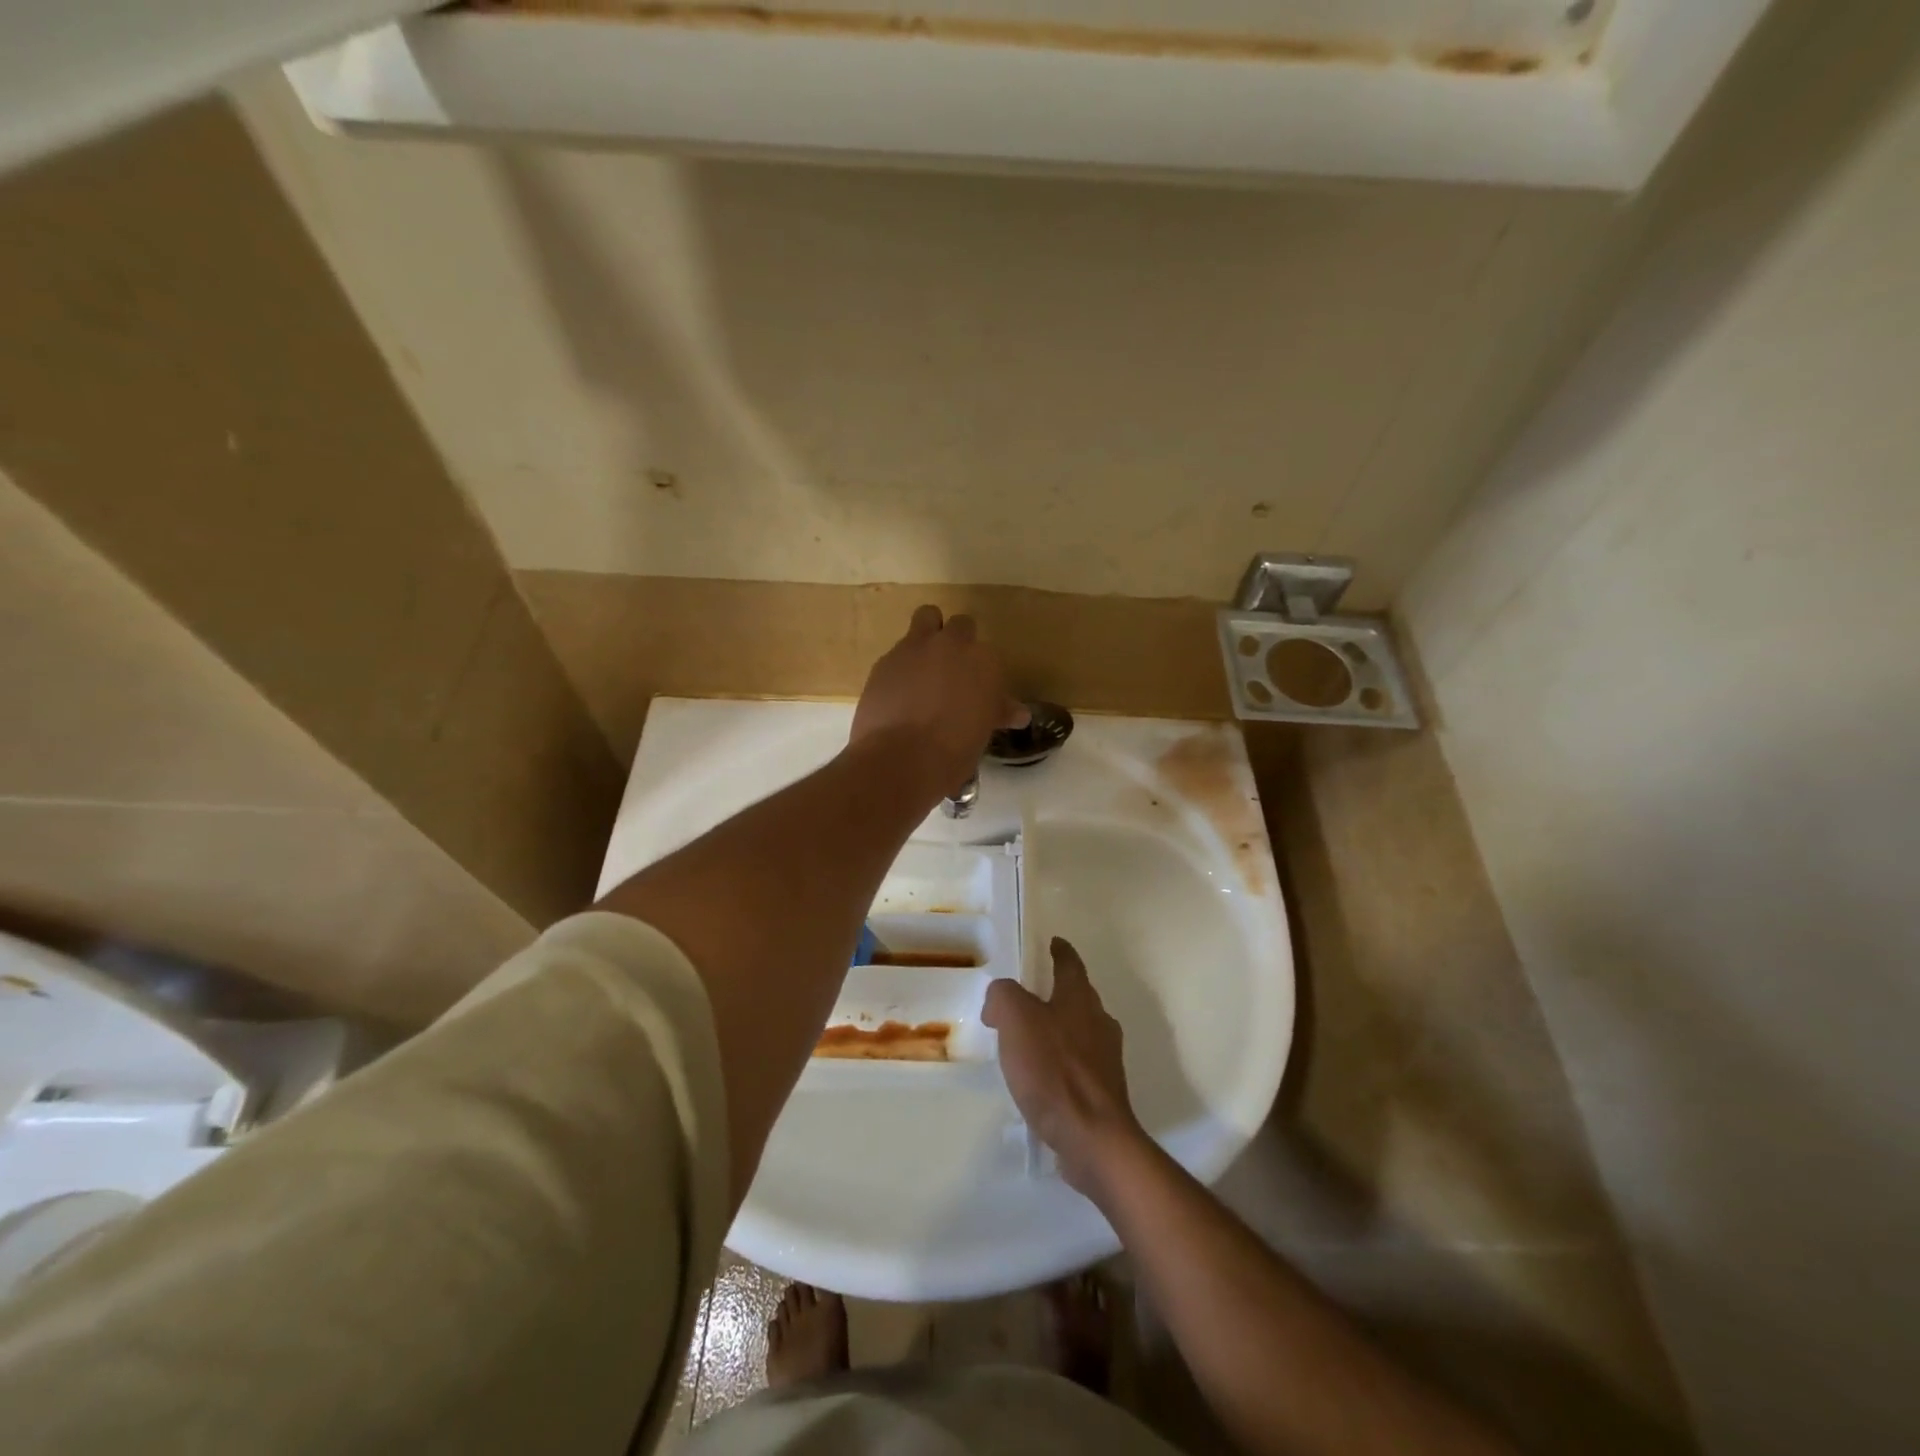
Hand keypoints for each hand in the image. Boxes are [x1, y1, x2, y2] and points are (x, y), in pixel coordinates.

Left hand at [850, 605, 1026, 796]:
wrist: (901, 759)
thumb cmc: (954, 752)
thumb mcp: (983, 732)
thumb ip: (998, 712)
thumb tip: (1019, 713)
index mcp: (985, 662)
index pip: (988, 655)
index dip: (981, 672)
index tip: (977, 690)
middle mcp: (953, 645)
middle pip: (961, 625)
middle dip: (958, 640)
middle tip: (952, 670)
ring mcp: (916, 647)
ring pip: (926, 617)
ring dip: (928, 633)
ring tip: (924, 666)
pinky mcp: (885, 659)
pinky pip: (898, 651)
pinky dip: (902, 666)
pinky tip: (898, 692)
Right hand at [983, 937, 1145, 1199]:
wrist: (1093, 1138)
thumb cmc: (1054, 1071)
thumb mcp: (1016, 1019)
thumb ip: (1003, 997)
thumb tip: (999, 1002)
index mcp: (1080, 998)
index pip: (1070, 963)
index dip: (1060, 951)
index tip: (1052, 943)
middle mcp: (1099, 1022)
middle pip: (1078, 996)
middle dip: (1056, 991)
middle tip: (1027, 995)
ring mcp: (1106, 1059)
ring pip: (1080, 1031)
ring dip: (1058, 1029)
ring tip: (1028, 1040)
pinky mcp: (1104, 1092)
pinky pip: (1078, 1065)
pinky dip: (1060, 1063)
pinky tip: (1041, 1078)